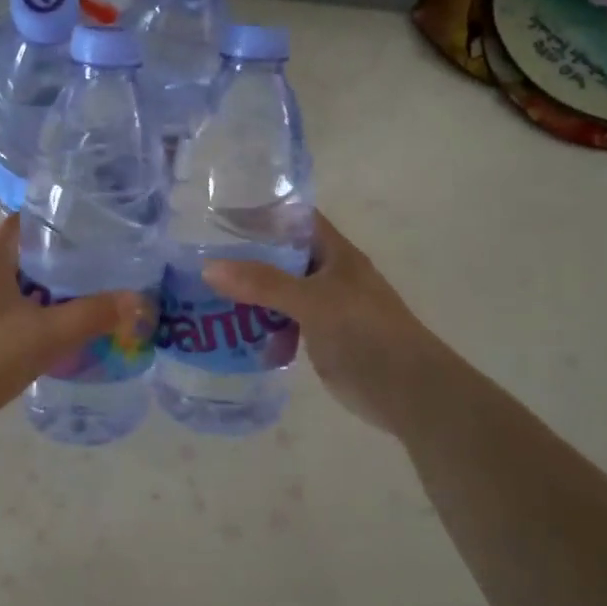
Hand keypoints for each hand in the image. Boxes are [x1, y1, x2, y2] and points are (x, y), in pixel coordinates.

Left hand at [0, 215, 152, 416]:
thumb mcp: (47, 336)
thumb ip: (92, 315)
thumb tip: (136, 300)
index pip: (23, 223)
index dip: (55, 224)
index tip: (87, 234)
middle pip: (17, 254)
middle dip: (52, 263)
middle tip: (89, 274)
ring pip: (4, 283)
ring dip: (34, 290)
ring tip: (69, 304)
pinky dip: (16, 311)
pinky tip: (35, 332)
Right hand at [203, 211, 431, 435]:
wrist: (408, 392)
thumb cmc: (366, 333)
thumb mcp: (313, 302)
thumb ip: (263, 284)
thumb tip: (209, 268)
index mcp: (335, 254)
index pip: (295, 220)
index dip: (262, 213)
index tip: (219, 216)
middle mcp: (328, 275)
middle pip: (281, 256)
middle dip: (245, 257)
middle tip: (199, 257)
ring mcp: (324, 307)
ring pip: (278, 292)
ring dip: (248, 295)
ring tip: (204, 293)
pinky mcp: (319, 337)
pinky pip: (282, 323)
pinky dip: (260, 326)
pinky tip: (232, 332)